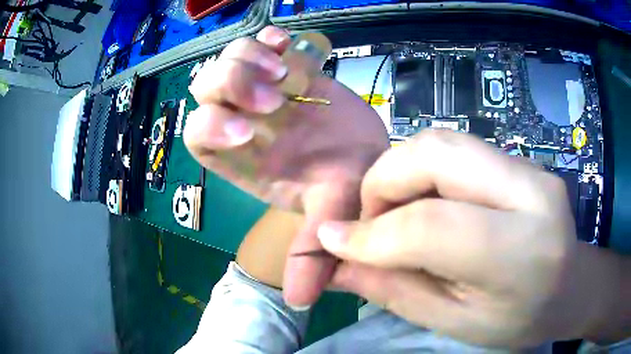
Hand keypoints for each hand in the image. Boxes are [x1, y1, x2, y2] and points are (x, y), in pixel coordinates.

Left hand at [184, 26, 389, 307]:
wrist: (368, 154)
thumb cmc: (346, 183)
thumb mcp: (331, 215)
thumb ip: (311, 253)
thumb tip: (301, 302)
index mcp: (242, 157)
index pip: (198, 134)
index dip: (213, 127)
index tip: (254, 131)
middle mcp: (242, 120)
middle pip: (204, 88)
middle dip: (233, 84)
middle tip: (277, 96)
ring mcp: (262, 88)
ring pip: (227, 59)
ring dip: (250, 58)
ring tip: (288, 74)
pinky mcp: (285, 66)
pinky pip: (261, 41)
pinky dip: (270, 39)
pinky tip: (291, 48)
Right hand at [318, 129, 599, 347]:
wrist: (571, 287)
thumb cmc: (519, 321)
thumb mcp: (455, 323)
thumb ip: (397, 290)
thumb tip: (338, 261)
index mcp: (521, 251)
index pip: (432, 225)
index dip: (371, 233)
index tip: (331, 241)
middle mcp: (530, 191)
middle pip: (435, 153)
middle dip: (383, 181)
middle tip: (369, 222)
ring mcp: (528, 167)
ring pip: (442, 141)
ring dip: (400, 172)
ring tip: (394, 215)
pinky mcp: (520, 160)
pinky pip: (456, 150)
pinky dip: (423, 172)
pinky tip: (425, 205)